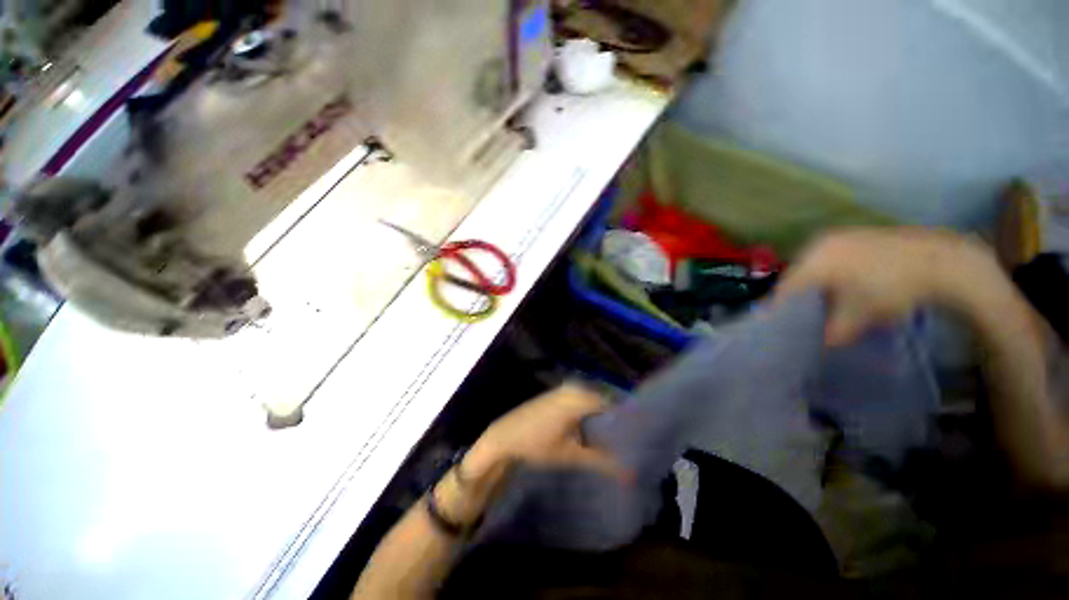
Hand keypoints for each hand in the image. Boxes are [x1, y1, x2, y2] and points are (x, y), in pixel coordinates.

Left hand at [464, 384, 628, 482]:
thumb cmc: (536, 444)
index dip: (625, 420)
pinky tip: (593, 429)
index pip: (612, 404)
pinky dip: (589, 413)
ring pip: (593, 401)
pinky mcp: (557, 393)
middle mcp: (574, 388)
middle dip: (614, 420)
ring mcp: (564, 389)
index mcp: (579, 399)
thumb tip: (630, 474)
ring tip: (615, 438)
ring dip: (602, 417)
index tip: (637, 436)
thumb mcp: (570, 455)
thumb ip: (601, 461)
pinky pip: (581, 400)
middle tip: (628, 440)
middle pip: (603, 401)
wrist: (504, 436)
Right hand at [775, 227, 1000, 345]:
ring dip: (816, 285)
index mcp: (814, 260)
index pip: (786, 287)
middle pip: (798, 275)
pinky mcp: (859, 235)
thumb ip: (833, 331)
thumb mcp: (860, 316)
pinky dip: (832, 274)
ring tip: (824, 304)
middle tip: (802, 316)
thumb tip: (822, 342)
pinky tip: (845, 287)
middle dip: (799, 297)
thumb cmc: (893, 288)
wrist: (944, 262)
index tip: (782, 324)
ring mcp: (841, 236)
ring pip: (815, 266)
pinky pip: (833, 258)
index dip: (782, 308)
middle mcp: (820, 243)